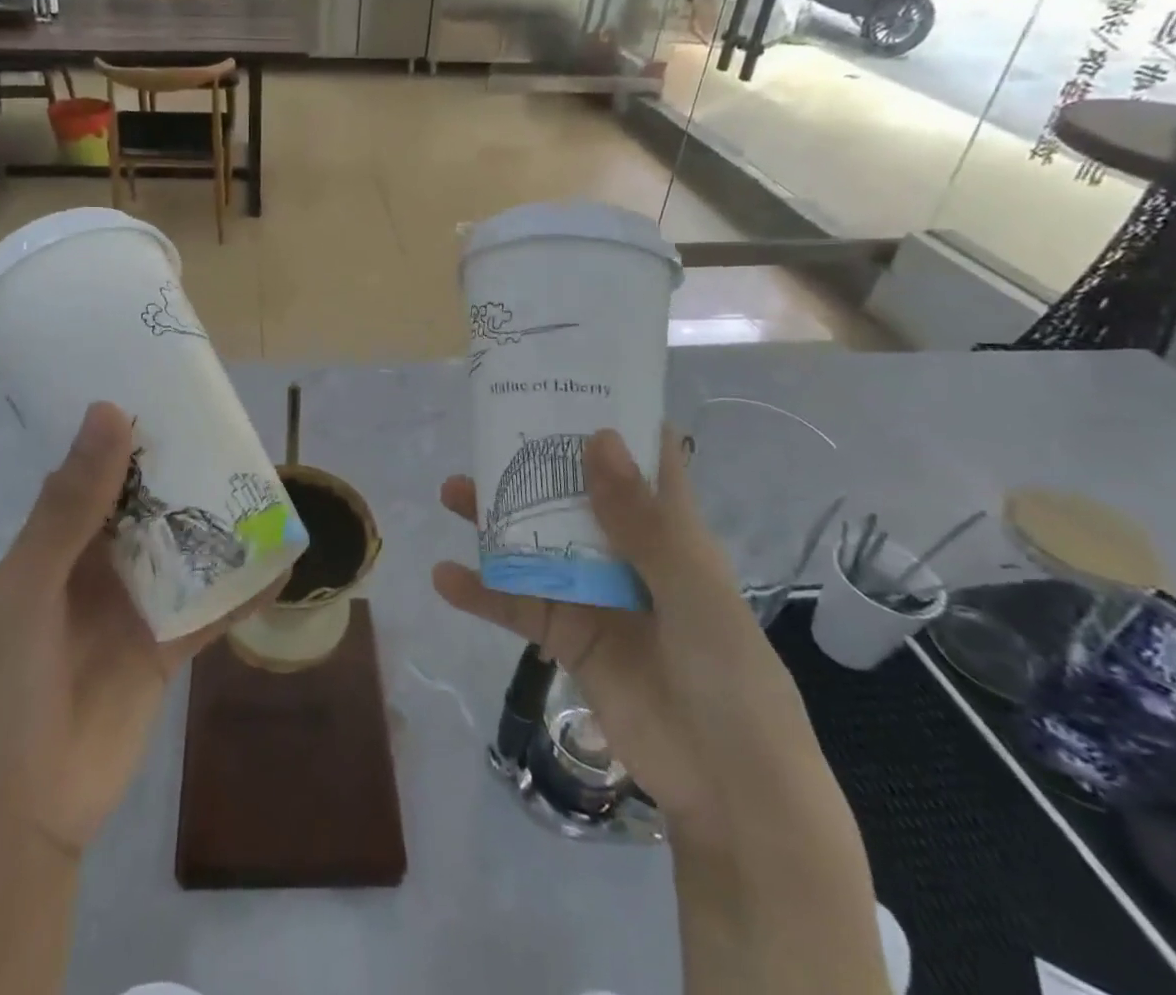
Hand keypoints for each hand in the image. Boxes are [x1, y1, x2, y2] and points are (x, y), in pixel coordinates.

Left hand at [0, 401, 271, 856]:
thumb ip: (74, 503)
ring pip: (182, 551)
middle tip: (231, 430)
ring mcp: (134, 607)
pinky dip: (243, 589)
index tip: (170, 393)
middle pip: (147, 507)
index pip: (95, 472)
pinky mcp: (165, 649)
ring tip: (264, 482)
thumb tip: (112, 411)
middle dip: (183, 473)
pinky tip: (282, 561)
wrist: (15, 815)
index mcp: (54, 543)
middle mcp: (96, 566)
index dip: (128, 434)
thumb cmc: (4, 686)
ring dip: (216, 524)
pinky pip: (210, 610)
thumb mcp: (31, 583)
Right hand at [432, 427, 823, 837]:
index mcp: (668, 529)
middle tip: (485, 435)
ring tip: (450, 492)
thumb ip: (641, 520)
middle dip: (532, 464)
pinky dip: (481, 591)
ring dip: (493, 520)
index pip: (641, 459)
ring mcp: (592, 592)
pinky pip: (516, 604)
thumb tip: (596, 437)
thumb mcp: (692, 591)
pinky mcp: (566, 635)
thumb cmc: (730, 677)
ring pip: (534, 542)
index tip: (566, 384)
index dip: (610, 419)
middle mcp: (626, 551)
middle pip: (572, 494)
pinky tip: (444, 576)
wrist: (730, 791)